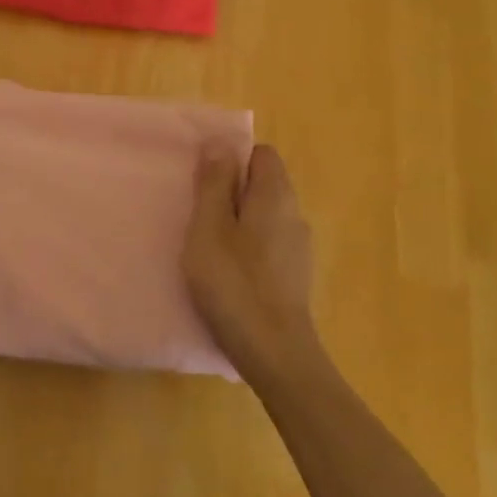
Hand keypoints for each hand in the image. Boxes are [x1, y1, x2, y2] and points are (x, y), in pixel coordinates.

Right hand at [183, 143, 324, 388]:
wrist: (275, 352)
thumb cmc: (234, 284)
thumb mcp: (209, 228)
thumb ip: (214, 184)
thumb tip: (220, 144)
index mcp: (275, 196)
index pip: (262, 154)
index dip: (233, 159)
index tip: (204, 180)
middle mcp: (294, 214)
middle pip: (264, 184)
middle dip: (231, 190)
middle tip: (198, 213)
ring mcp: (298, 248)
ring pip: (265, 216)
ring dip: (237, 220)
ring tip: (207, 244)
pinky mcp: (294, 275)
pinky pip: (268, 243)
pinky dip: (248, 246)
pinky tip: (228, 272)